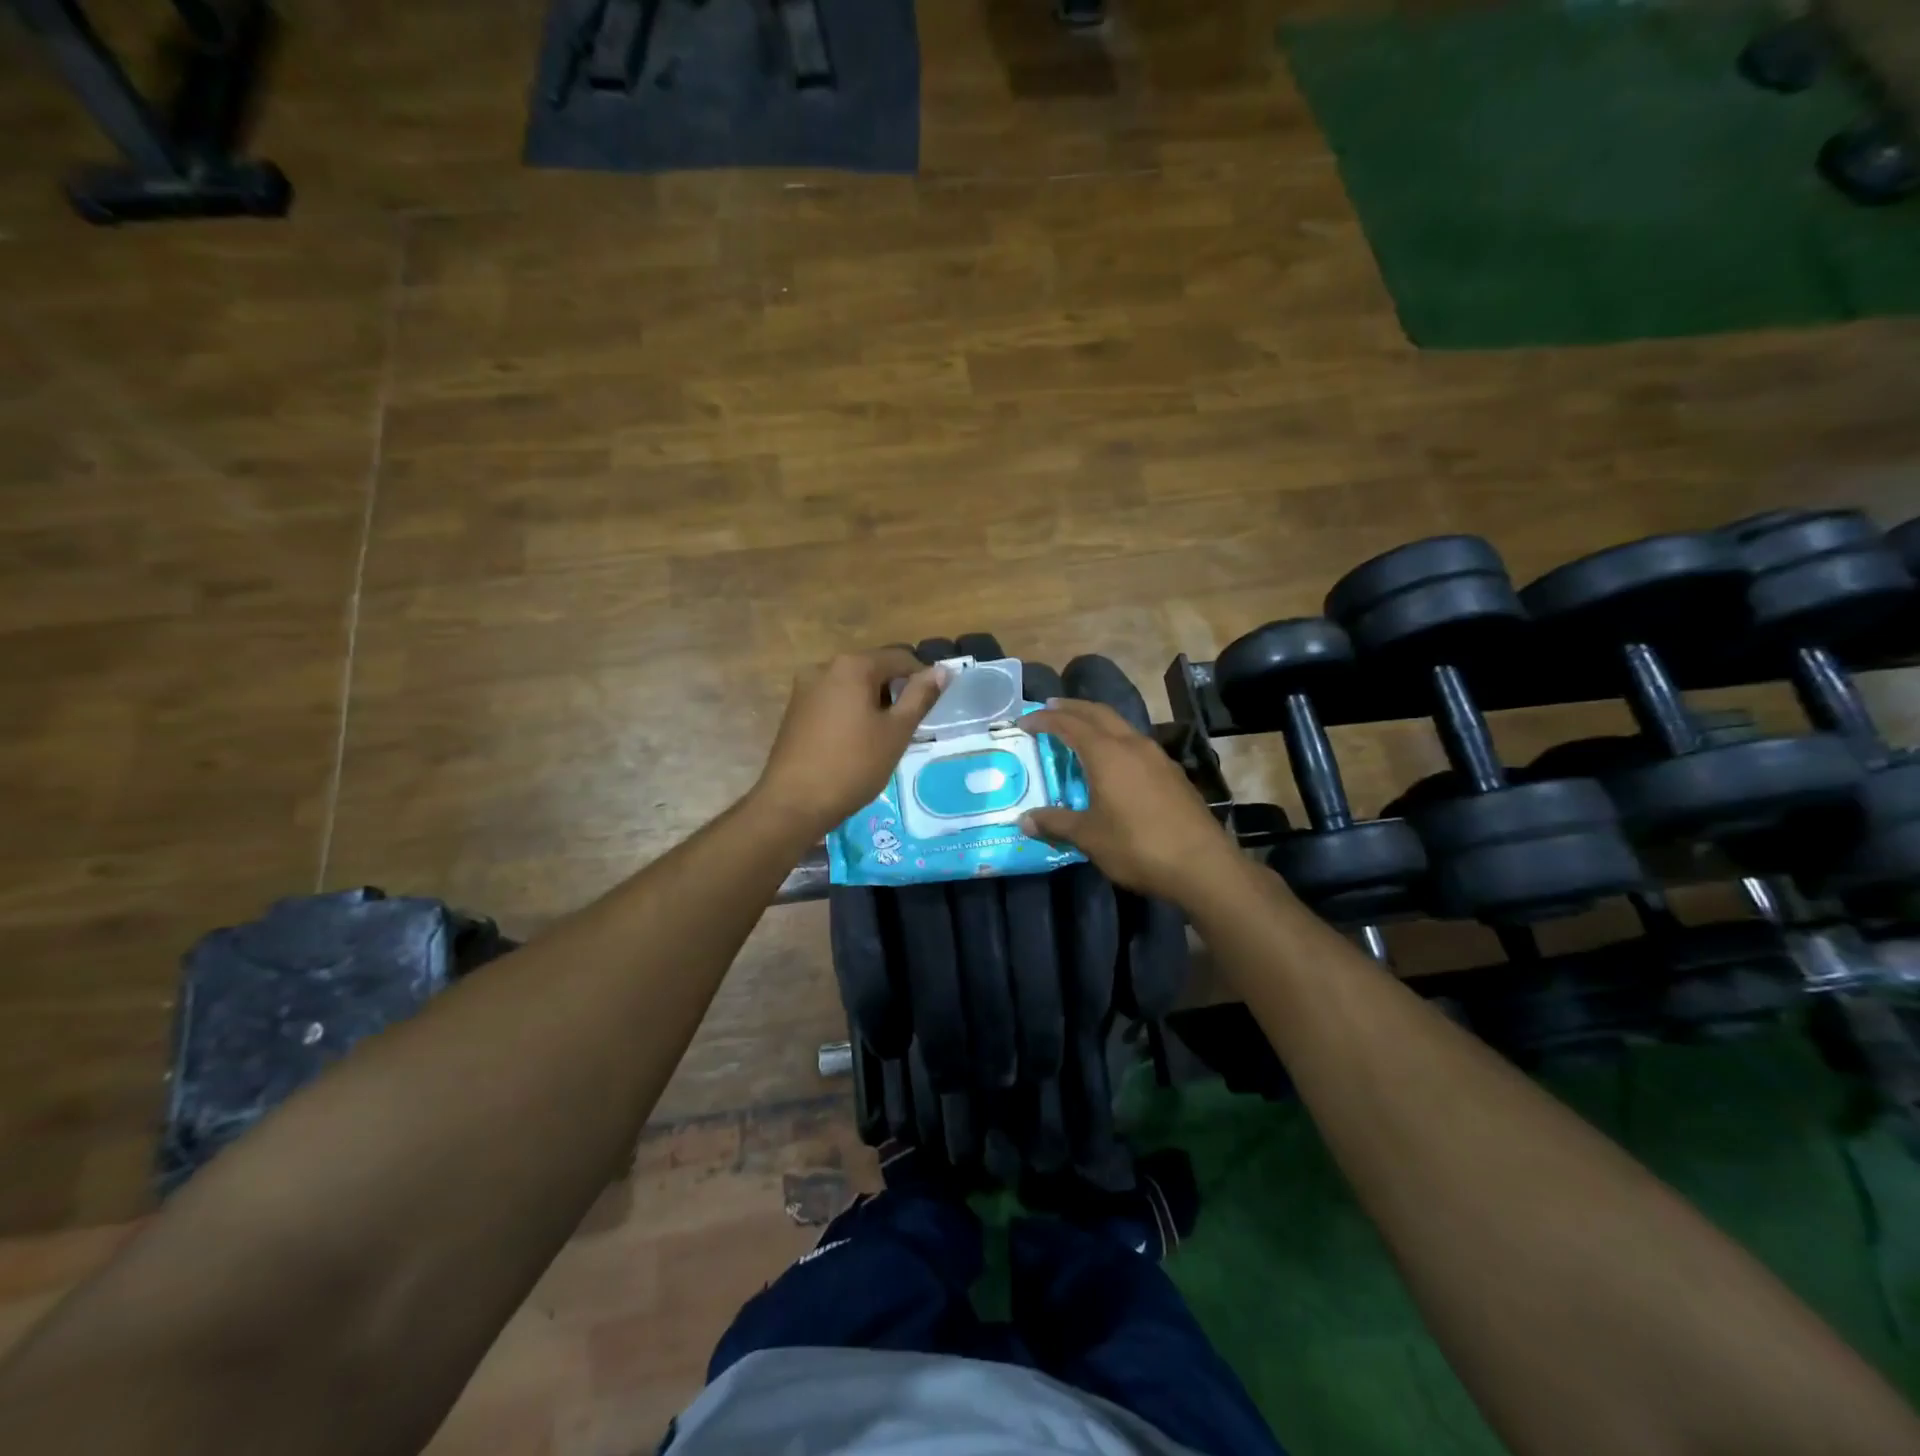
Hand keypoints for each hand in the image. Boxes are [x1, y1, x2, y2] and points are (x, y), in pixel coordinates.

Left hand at [753, 647, 947, 840]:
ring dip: (873, 703)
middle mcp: (824, 667)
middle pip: (873, 668)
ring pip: (852, 685)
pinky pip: (833, 700)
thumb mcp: (896, 732)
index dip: (922, 678)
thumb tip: (942, 671)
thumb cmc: (853, 765)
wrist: (794, 802)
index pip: (900, 658)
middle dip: (895, 691)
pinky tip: (856, 741)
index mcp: (852, 665)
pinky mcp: (795, 710)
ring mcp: (805, 688)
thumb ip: (920, 697)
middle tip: (909, 726)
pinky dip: (851, 712)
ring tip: (884, 736)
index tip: (932, 706)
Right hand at [1018, 698, 1240, 905]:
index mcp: (1107, 753)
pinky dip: (1115, 740)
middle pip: (1098, 713)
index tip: (1023, 721)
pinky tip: (1113, 760)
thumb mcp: (1089, 837)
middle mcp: (1132, 745)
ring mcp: (1157, 757)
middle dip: (1072, 707)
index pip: (1069, 724)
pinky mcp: (1172, 773)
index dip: (1044, 720)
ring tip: (1078, 730)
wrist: (1202, 864)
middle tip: (1050, 708)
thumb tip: (1023, 820)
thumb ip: (1056, 823)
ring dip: (1096, 721)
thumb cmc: (1137, 846)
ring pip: (1121, 726)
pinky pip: (1136, 744)